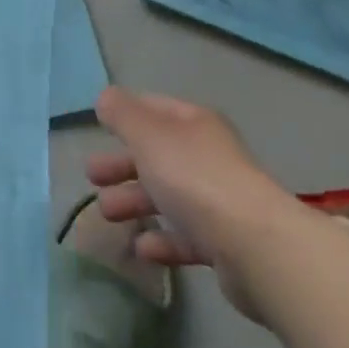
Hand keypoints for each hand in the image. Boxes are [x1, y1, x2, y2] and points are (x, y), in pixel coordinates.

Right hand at [87, 86, 312, 322]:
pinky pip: (186, 236)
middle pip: (157, 154)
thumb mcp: (147, 135)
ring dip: (135, 201)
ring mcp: (219, 201)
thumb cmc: (194, 178)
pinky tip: (141, 249)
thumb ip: (122, 114)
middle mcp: (207, 156)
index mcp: (193, 124)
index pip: (153, 109)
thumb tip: (106, 98)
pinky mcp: (226, 243)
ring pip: (168, 195)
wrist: (256, 246)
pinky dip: (161, 239)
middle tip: (91, 176)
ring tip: (106, 213)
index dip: (125, 115)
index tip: (98, 127)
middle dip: (122, 163)